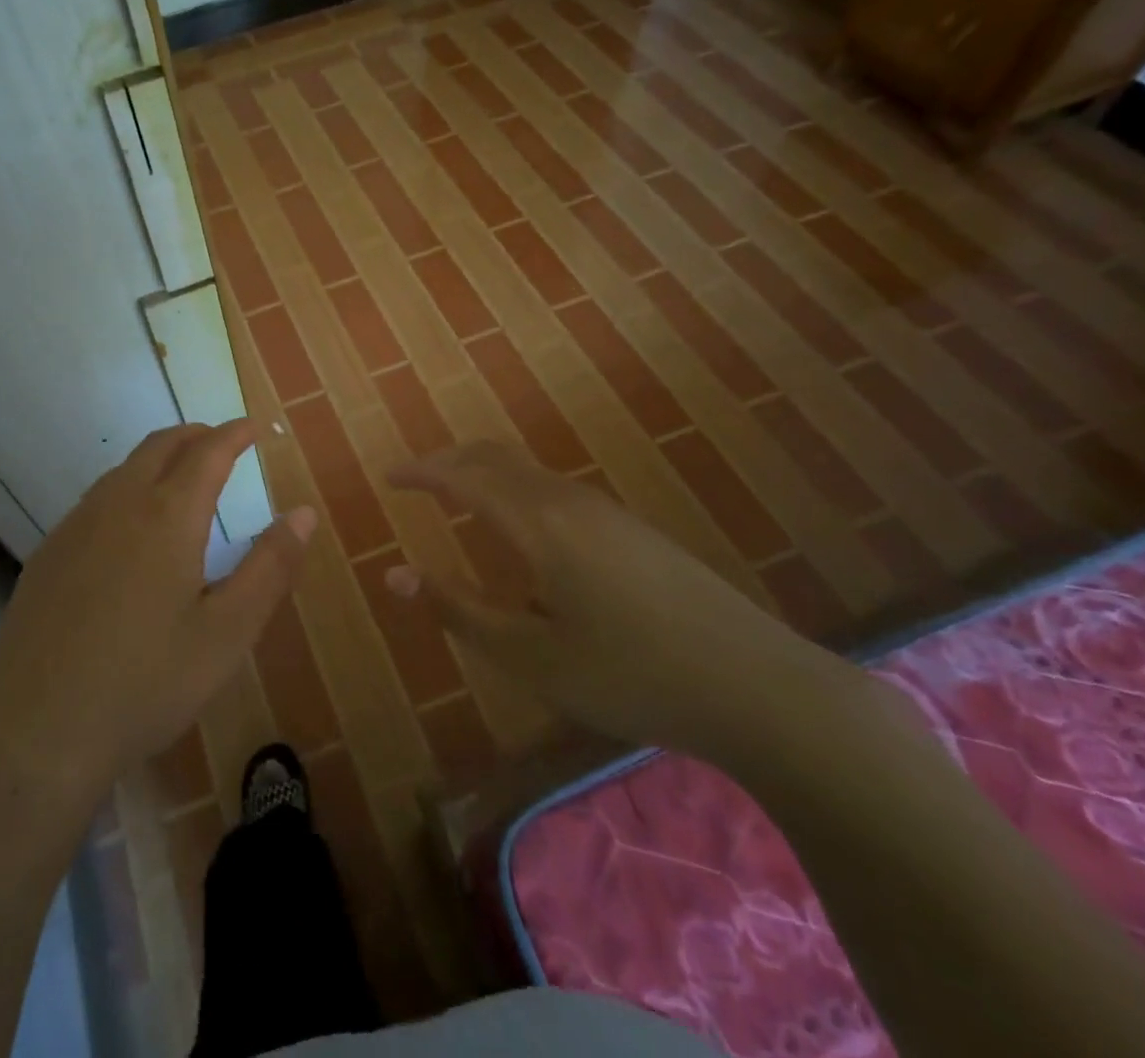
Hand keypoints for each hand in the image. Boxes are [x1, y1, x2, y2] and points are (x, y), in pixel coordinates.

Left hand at [0, 420, 316, 802]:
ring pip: (123, 469)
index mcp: (167, 516)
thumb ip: (270, 567)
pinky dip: (127, 489)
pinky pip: (96, 499)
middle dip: (196, 435)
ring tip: (182, 479)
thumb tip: (304, 513)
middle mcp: (118, 505)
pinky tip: (130, 529)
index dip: (235, 433)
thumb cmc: (146, 683)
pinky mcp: (47, 554)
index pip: (208, 451)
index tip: (254, 426)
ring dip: (158, 459)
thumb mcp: (227, 632)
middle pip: (160, 446)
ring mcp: (75, 527)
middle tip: (222, 443)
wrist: (35, 732)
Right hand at [387, 441, 848, 756]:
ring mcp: (605, 510)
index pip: (462, 477)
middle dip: (448, 462)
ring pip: (526, 471)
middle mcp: (567, 500)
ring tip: (456, 499)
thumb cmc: (630, 674)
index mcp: (537, 522)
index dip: (420, 473)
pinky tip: (518, 530)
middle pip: (494, 458)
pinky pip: (551, 488)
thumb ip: (458, 609)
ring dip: (483, 474)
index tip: (387, 476)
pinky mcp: (629, 528)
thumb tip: (394, 575)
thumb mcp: (530, 655)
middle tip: (414, 481)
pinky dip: (514, 489)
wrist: (757, 685)